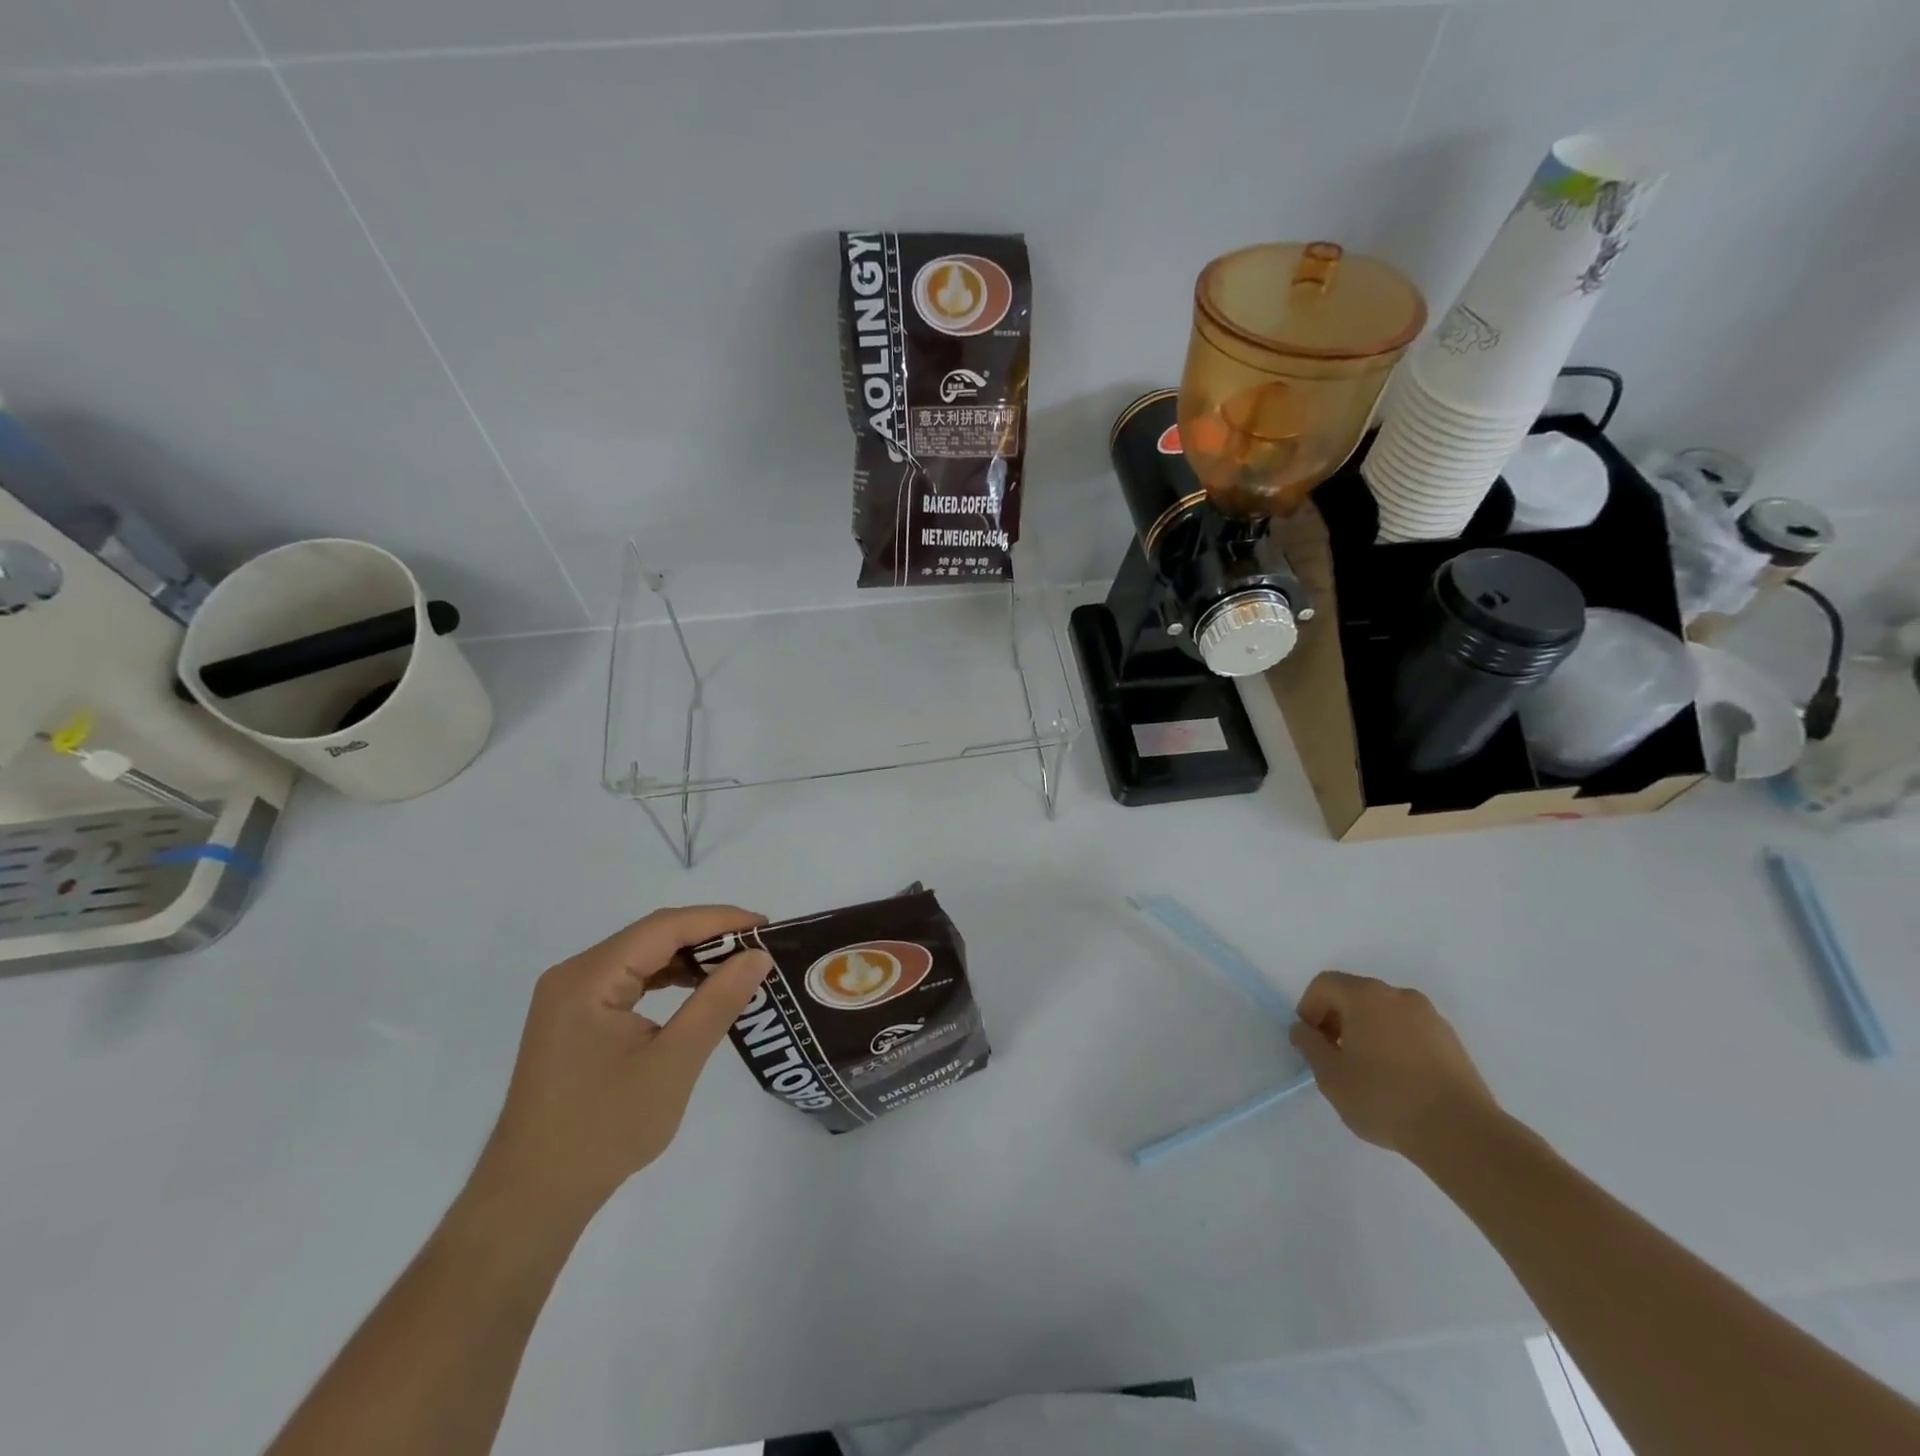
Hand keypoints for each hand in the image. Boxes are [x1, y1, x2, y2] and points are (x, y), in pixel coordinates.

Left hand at [475, 905, 771, 1221]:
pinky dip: (669, 980)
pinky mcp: (576, 1020)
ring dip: (690, 958)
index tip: (765, 926)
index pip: (663, 927)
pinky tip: (699, 991)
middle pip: (651, 937)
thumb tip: (757, 956)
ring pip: (642, 957)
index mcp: (588, 978)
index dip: (718, 920)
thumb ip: (717, 1002)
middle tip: (759, 947)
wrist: (534, 1199)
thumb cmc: (604, 1130)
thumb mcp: (673, 1063)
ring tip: (738, 966)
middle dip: (708, 937)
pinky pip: (630, 982)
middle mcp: (574, 976)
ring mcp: (571, 998)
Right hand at [1289, 970, 1497, 1161]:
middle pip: (1355, 994)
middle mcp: (1398, 996)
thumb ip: (1309, 1045)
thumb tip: (1303, 1029)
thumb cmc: (1385, 1099)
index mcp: (1366, 996)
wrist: (1462, 1134)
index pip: (1325, 984)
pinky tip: (1398, 1079)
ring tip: (1367, 1070)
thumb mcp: (1330, 1076)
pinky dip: (1394, 1042)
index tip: (1311, 1041)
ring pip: (1384, 1012)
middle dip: (1337, 1018)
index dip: (1309, 1007)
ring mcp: (1430, 1016)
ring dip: (1366, 1030)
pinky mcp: (1451, 1040)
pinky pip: (1409, 1029)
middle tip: (1334, 1055)